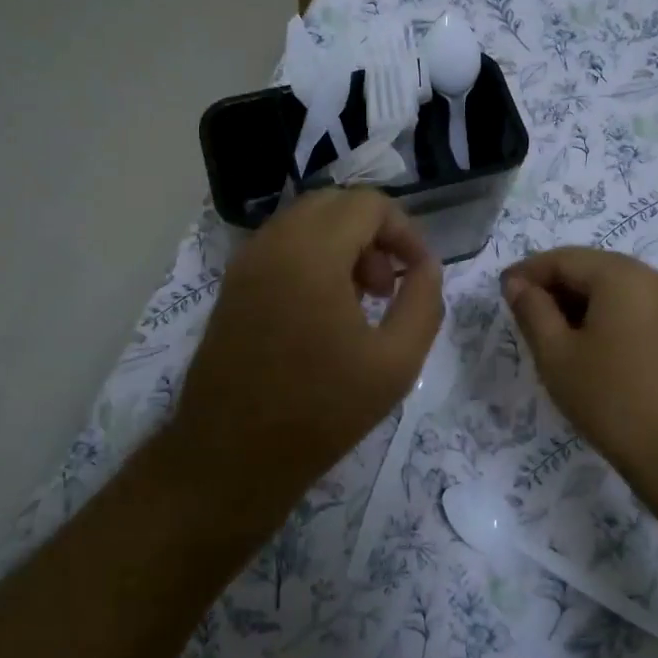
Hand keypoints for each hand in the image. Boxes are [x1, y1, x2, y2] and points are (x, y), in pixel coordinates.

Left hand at [169, 188, 443, 518]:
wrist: (232, 454)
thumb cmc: (320, 410)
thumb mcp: (396, 362)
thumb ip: (423, 301)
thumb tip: (425, 266)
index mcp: (312, 252)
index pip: (367, 203)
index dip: (404, 230)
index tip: (418, 273)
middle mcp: (273, 242)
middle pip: (334, 204)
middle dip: (372, 233)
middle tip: (387, 286)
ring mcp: (246, 262)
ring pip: (305, 222)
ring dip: (342, 244)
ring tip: (360, 300)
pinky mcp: (233, 284)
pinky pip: (281, 246)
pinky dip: (312, 257)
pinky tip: (323, 310)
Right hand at [502, 248, 657, 491]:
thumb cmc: (614, 401)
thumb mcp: (557, 355)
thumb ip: (532, 310)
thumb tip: (516, 283)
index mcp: (623, 275)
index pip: (563, 258)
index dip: (527, 273)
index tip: (502, 294)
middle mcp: (656, 278)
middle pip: (592, 269)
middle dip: (554, 288)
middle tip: (523, 318)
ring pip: (615, 291)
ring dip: (580, 305)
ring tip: (553, 338)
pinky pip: (637, 310)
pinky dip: (607, 319)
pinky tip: (590, 350)